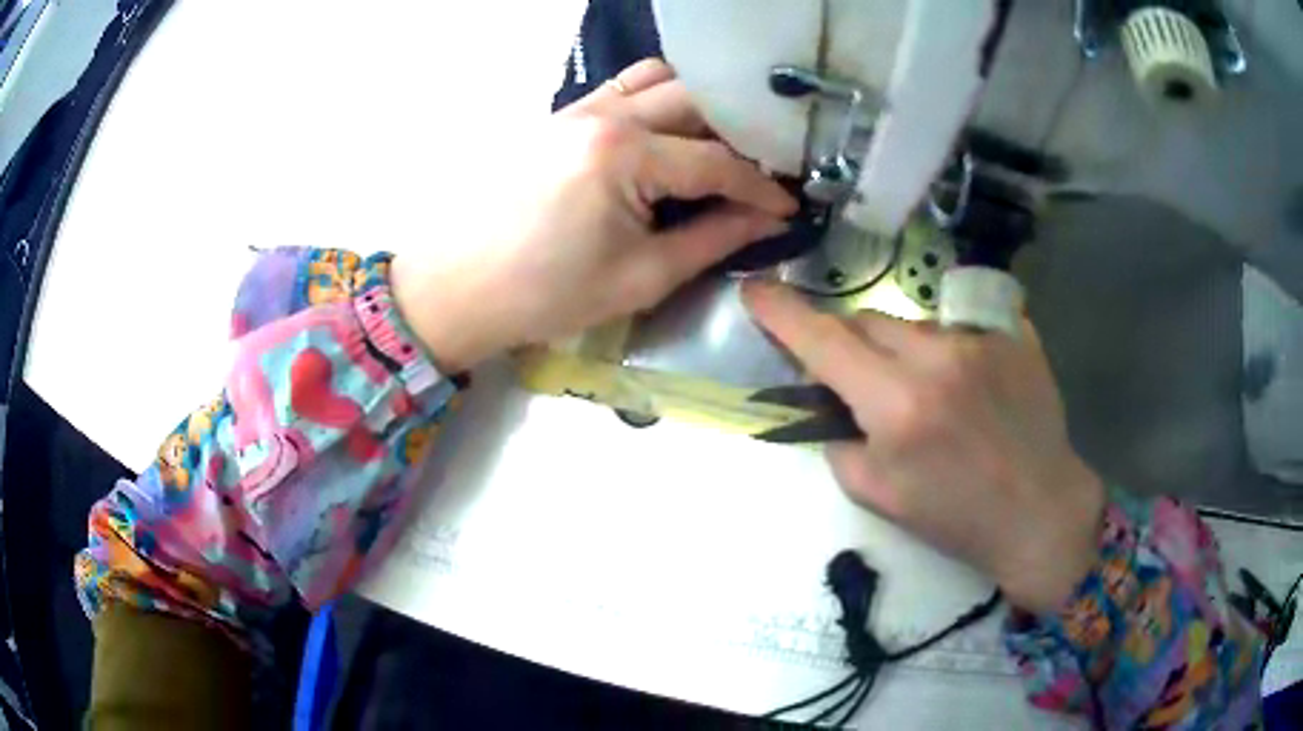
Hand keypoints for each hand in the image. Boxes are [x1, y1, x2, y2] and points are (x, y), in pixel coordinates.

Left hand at [391, 60, 795, 371]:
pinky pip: (621, 88)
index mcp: (625, 154)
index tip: (789, 207)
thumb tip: (766, 220)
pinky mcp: (558, 114)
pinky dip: (656, 100)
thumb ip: (712, 239)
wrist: (455, 287)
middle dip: (739, 135)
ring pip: (659, 80)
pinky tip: (667, 133)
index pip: (717, 161)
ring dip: (698, 106)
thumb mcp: (640, 277)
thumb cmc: (544, 294)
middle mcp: (605, 113)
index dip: (762, 187)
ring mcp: (577, 106)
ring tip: (718, 145)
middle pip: (697, 101)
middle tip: (760, 170)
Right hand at [743, 282, 1105, 611]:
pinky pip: (958, 328)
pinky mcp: (1012, 335)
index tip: (754, 290)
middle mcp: (937, 358)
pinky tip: (967, 388)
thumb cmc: (957, 518)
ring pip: (913, 324)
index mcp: (897, 405)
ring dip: (903, 350)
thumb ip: (839, 440)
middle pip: (867, 320)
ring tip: (929, 394)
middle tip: (860, 380)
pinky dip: (947, 351)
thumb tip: (828, 402)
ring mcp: (980, 340)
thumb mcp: (877, 495)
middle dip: (850, 342)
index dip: (781, 313)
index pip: (823, 341)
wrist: (1040, 512)